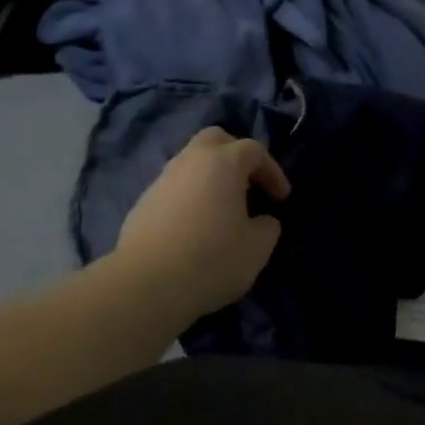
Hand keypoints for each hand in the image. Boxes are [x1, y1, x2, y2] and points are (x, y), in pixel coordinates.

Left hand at [115, 127, 290, 319]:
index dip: (273, 171)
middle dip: (236, 156)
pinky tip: (196, 226)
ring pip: (191, 162)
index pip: (254, 150)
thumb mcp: (257, 249)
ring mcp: (162, 180)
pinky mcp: (143, 202)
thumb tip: (262, 221)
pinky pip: (174, 187)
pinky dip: (190, 196)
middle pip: (215, 140)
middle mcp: (189, 161)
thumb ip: (268, 227)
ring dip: (211, 177)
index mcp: (222, 163)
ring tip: (223, 208)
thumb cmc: (212, 260)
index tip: (281, 199)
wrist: (146, 285)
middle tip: (249, 185)